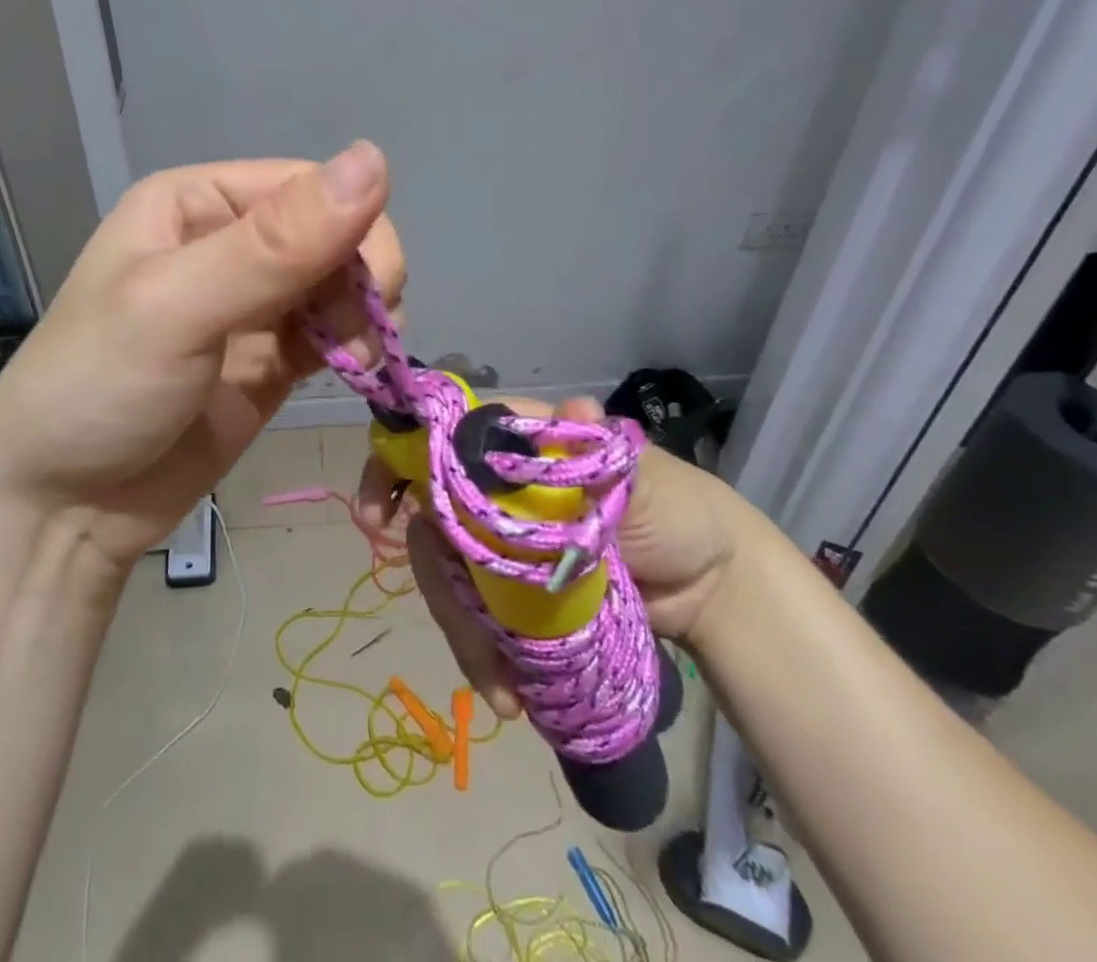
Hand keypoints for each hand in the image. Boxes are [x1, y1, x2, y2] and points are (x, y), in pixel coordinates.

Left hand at [0, 143, 404, 573]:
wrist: (58, 509)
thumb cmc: (99, 387)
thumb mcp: (178, 307)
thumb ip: (275, 244)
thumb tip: (375, 158)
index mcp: (196, 202)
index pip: (307, 185)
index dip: (352, 228)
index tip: (372, 290)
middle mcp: (228, 241)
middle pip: (334, 233)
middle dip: (362, 278)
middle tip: (357, 338)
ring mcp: (252, 304)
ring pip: (342, 283)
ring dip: (365, 316)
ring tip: (355, 362)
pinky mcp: (269, 359)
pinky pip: (332, 332)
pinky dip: (354, 346)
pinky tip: (353, 371)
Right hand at [357, 396, 747, 717]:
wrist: (715, 589)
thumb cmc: (677, 512)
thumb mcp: (641, 479)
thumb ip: (596, 451)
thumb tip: (572, 409)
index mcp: (516, 447)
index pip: (439, 441)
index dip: (399, 467)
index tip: (381, 514)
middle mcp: (494, 489)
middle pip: (434, 520)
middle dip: (435, 575)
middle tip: (458, 627)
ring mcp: (501, 542)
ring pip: (448, 573)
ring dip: (461, 628)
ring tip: (496, 686)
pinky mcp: (513, 590)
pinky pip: (475, 612)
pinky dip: (479, 649)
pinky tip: (501, 687)